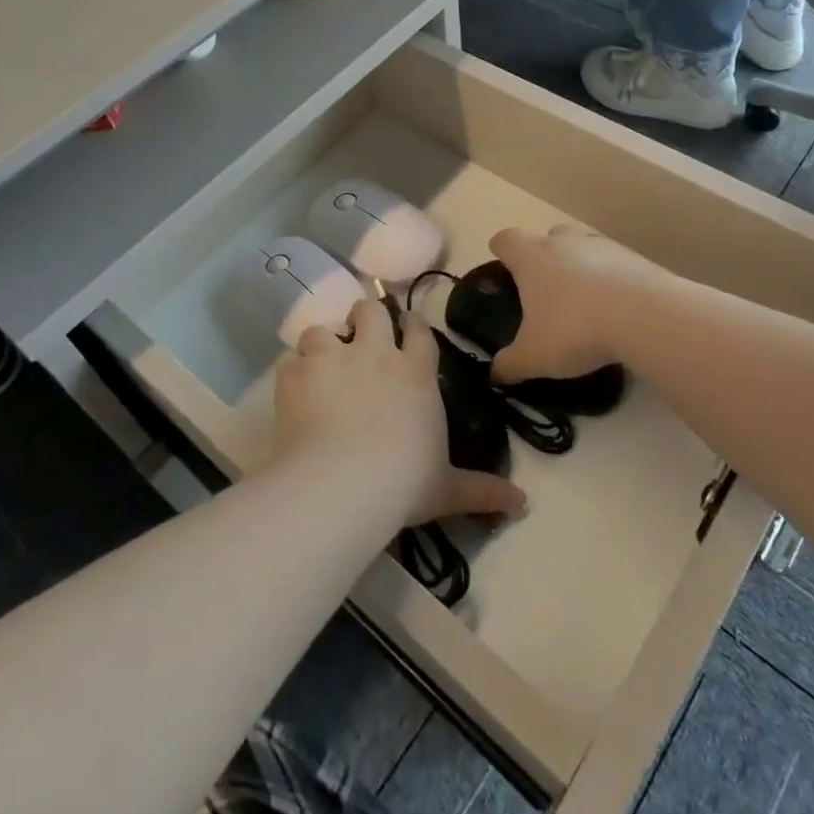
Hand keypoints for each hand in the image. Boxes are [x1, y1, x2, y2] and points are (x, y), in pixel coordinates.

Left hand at [276, 299, 525, 527]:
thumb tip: (523, 503)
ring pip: (323, 328)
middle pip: (370, 310)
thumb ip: (482, 490)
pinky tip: (293, 388)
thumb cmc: (403, 483)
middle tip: (358, 338)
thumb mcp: (447, 489)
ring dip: (322, 342)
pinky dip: (292, 369)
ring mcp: (333, 358)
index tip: (406, 328)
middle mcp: (375, 353)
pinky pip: (290, 357)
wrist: (343, 485)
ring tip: (320, 363)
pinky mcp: (298, 373)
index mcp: (415, 372)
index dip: (411, 325)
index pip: (418, 329)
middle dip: (364, 318)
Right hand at [487, 224, 668, 383]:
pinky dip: (610, 280)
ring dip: (580, 267)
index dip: (501, 251)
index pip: (506, 240)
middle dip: (544, 257)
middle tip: (545, 291)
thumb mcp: (534, 356)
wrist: (645, 317)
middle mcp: (564, 242)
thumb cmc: (574, 328)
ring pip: (583, 248)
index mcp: (531, 257)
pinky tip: (615, 309)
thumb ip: (510, 364)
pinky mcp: (635, 259)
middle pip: (547, 237)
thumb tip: (495, 374)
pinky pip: (614, 264)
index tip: (502, 266)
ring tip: (583, 302)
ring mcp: (602, 246)